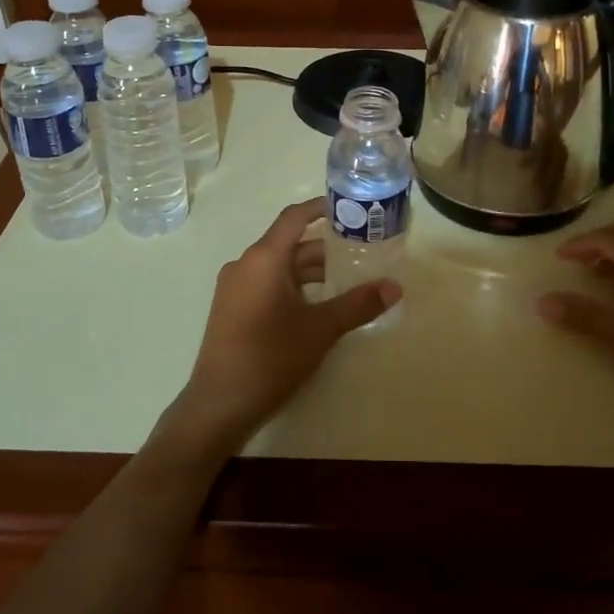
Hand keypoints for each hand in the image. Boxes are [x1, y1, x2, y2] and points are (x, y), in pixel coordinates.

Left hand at [159, 200, 399, 459]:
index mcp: (263, 259)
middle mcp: (245, 265)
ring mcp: (235, 288)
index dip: (322, 208)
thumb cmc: (269, 358)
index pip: (295, 217)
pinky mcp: (233, 309)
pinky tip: (319, 306)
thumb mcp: (320, 330)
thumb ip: (358, 305)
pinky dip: (295, 287)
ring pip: (280, 267)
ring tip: (349, 282)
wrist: (218, 405)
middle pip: (291, 244)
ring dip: (312, 271)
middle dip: (327, 248)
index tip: (352, 208)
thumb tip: (394, 287)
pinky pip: (268, 284)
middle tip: (364, 253)